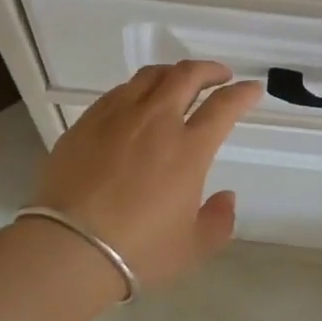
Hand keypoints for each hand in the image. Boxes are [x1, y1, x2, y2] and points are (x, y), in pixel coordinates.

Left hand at [29, 59, 262, 289]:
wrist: (69, 248)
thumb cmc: (138, 250)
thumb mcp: (193, 247)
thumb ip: (218, 220)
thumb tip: (226, 197)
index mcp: (188, 149)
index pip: (223, 106)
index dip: (243, 93)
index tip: (252, 89)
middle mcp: (155, 121)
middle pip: (186, 75)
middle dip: (209, 69)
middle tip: (219, 76)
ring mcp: (117, 116)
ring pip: (150, 76)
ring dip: (173, 73)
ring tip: (178, 82)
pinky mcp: (87, 122)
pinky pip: (118, 92)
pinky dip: (138, 89)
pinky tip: (137, 102)